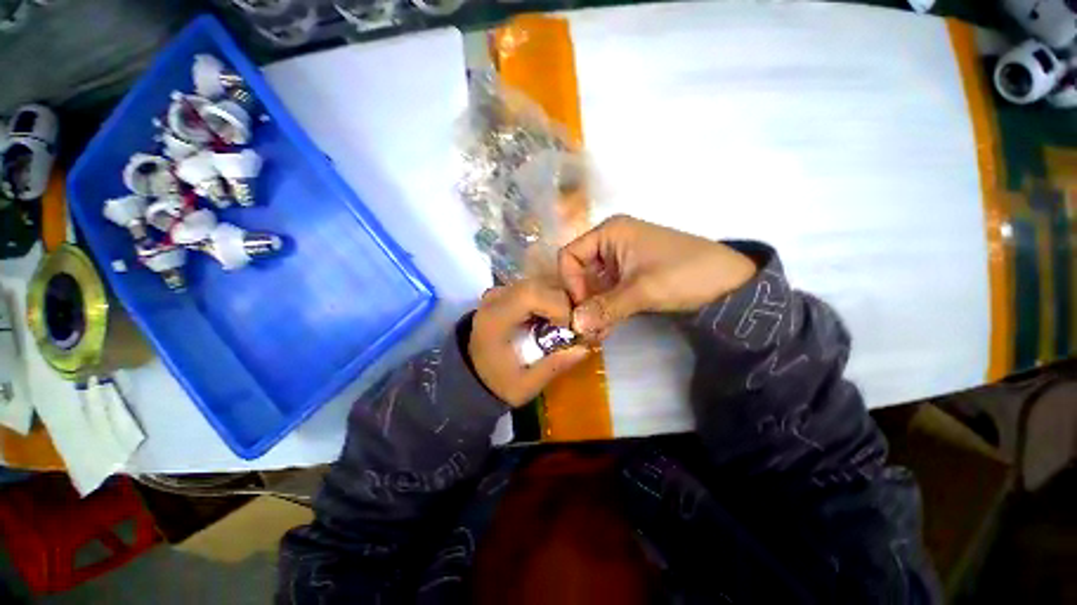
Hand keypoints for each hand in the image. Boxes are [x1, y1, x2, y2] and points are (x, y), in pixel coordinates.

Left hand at [469, 280, 590, 406]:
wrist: (472, 374)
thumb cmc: (496, 382)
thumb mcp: (524, 386)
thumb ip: (553, 367)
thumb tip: (585, 348)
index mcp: (495, 319)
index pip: (531, 295)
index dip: (558, 306)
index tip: (571, 329)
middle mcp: (495, 298)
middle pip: (537, 285)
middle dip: (563, 302)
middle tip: (573, 326)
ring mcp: (499, 292)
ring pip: (538, 282)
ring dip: (558, 299)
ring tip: (565, 322)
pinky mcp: (506, 292)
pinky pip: (534, 286)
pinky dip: (550, 297)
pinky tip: (554, 316)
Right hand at [559, 215, 757, 338]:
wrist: (729, 282)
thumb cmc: (684, 274)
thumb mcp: (642, 290)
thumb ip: (605, 307)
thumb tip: (574, 325)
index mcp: (609, 232)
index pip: (570, 255)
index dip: (570, 282)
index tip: (581, 307)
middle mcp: (610, 243)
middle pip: (579, 271)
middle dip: (581, 300)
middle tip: (585, 328)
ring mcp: (619, 260)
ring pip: (592, 284)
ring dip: (592, 308)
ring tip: (596, 333)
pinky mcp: (629, 275)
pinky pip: (607, 291)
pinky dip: (604, 308)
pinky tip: (606, 327)